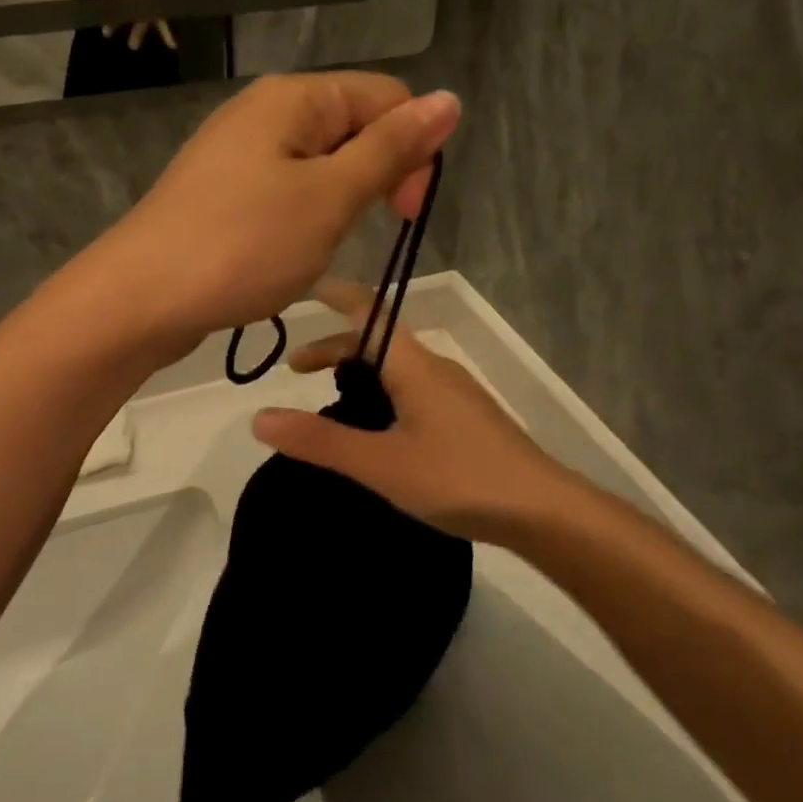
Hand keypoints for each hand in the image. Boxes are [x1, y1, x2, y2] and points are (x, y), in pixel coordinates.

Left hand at [96, 73, 459, 353]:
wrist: (140, 297)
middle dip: (374, 177)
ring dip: (339, 202)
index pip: (387, 97)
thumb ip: (390, 150)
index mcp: (294, 98)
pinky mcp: (221, 190)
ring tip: (316, 246)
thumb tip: (449, 100)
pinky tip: (287, 250)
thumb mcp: (330, 197)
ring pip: (319, 163)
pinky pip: (284, 188)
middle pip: (352, 126)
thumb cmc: (243, 245)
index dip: (413, 150)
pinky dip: (303, 216)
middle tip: (356, 234)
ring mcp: (237, 151)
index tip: (406, 214)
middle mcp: (264, 111)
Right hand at [251, 281, 582, 544]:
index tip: (303, 290)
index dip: (337, 296)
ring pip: (397, 368)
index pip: (369, 312)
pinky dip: (382, 393)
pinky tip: (378, 430)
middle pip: (379, 341)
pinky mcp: (467, 420)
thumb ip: (320, 441)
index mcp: (414, 366)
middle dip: (335, 347)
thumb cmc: (459, 478)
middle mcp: (435, 369)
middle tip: (297, 370)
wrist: (543, 511)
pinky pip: (413, 390)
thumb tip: (259, 416)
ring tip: (332, 400)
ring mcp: (456, 395)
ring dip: (359, 372)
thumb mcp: (381, 463)